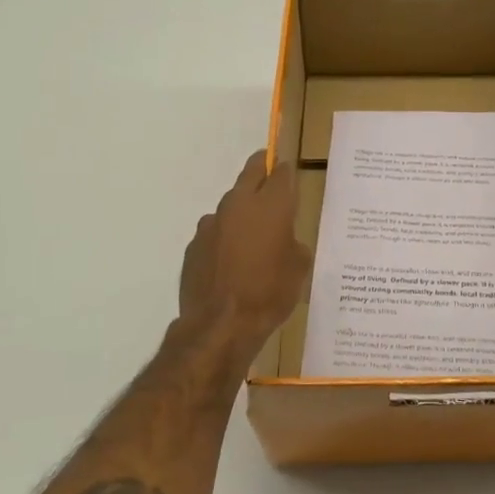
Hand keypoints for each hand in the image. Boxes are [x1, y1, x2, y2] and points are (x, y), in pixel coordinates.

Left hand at [177, 151, 311, 355]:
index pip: (282, 173)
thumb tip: (284, 239)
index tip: (290, 177)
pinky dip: (225, 237)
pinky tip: (231, 260)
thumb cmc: (270, 293)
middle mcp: (239, 204)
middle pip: (251, 172)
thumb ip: (293, 243)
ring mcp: (212, 222)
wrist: (221, 324)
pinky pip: (215, 231)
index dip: (287, 173)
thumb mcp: (299, 268)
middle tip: (269, 174)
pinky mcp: (194, 243)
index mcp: (271, 205)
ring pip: (231, 204)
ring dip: (242, 210)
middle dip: (261, 169)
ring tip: (251, 234)